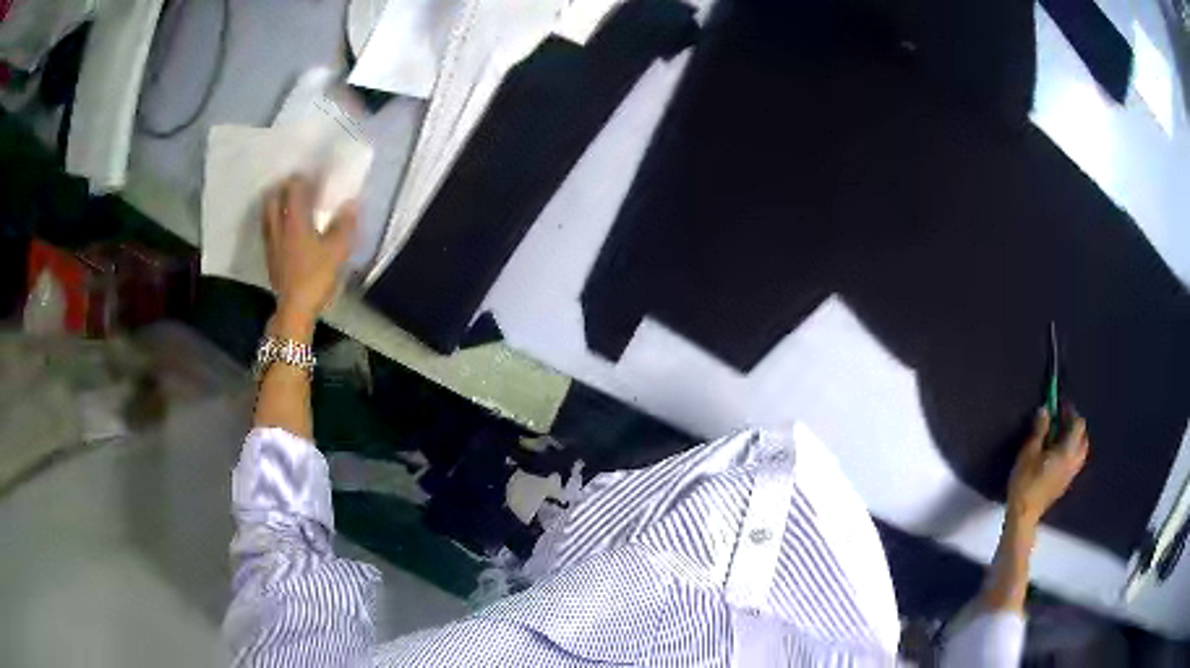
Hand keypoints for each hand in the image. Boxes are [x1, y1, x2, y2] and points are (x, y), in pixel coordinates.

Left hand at [262, 175, 356, 335]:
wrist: (295, 309)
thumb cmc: (316, 277)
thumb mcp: (337, 251)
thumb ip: (344, 225)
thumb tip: (351, 203)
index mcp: (295, 221)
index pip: (293, 189)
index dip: (302, 178)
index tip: (312, 176)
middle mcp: (279, 227)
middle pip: (273, 198)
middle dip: (283, 188)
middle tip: (296, 187)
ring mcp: (271, 243)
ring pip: (267, 214)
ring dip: (275, 204)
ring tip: (287, 204)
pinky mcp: (270, 257)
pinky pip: (268, 230)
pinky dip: (274, 221)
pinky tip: (283, 229)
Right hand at [1006, 406, 1089, 527]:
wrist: (1024, 515)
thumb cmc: (1025, 482)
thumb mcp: (1028, 452)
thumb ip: (1039, 430)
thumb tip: (1045, 411)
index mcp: (1068, 451)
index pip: (1078, 424)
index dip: (1070, 412)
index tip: (1058, 407)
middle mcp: (1074, 461)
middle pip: (1083, 437)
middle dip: (1075, 426)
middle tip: (1061, 422)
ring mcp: (1070, 475)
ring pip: (1081, 451)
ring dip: (1074, 440)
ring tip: (1060, 437)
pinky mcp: (1065, 484)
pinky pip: (1075, 462)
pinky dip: (1071, 453)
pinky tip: (1058, 455)